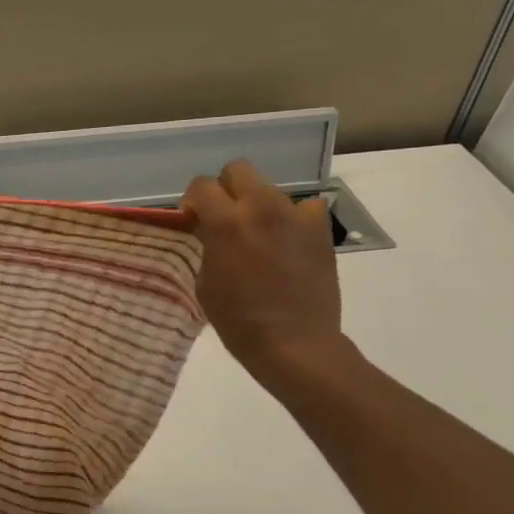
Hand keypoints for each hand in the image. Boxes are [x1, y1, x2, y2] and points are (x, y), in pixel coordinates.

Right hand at [182, 159, 347, 385]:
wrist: (295, 344)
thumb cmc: (238, 320)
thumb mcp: (206, 280)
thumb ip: (206, 244)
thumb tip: (208, 228)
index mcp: (225, 222)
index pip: (201, 185)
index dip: (193, 201)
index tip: (194, 221)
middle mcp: (261, 208)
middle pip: (238, 170)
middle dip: (226, 189)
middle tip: (225, 218)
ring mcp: (295, 216)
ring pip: (270, 189)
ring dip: (258, 206)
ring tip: (259, 236)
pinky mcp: (320, 230)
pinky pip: (304, 208)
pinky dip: (293, 219)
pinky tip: (288, 242)